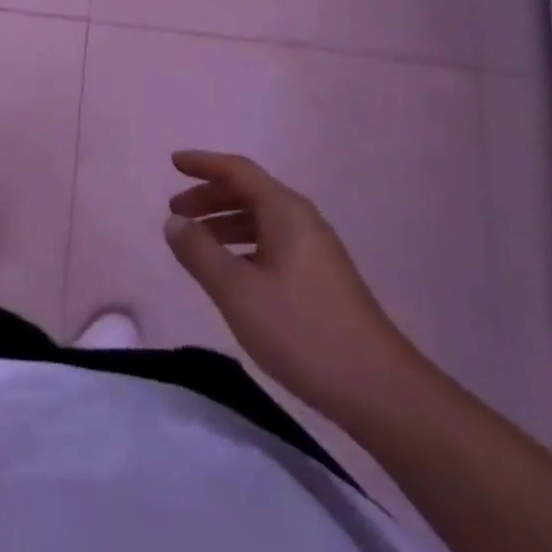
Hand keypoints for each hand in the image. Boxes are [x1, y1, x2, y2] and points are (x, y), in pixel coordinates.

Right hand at [163, 150, 413, 419]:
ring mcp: (315, 249)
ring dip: (224, 223)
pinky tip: (230, 272)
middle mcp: (302, 220)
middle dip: (209, 197)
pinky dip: (243, 245)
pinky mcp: (321, 278)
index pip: (237, 170)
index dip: (203, 163)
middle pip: (249, 192)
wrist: (378, 389)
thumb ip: (200, 252)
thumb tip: (175, 222)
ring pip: (260, 220)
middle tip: (175, 212)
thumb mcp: (238, 291)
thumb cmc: (302, 331)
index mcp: (285, 211)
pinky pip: (272, 243)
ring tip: (194, 243)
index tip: (173, 162)